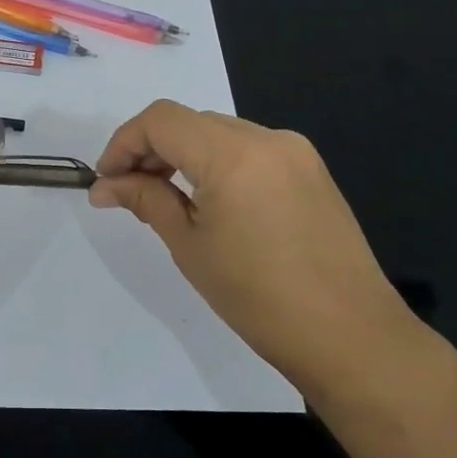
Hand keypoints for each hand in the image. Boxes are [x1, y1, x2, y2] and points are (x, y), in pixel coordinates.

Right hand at [89, 100, 421, 397]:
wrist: (351, 337)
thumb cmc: (258, 297)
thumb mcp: (190, 246)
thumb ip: (146, 200)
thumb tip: (105, 186)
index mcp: (232, 154)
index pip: (161, 120)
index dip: (124, 143)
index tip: (107, 180)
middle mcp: (266, 137)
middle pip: (190, 122)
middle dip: (153, 149)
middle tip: (130, 192)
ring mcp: (295, 151)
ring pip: (220, 132)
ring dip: (185, 155)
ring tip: (168, 199)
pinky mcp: (312, 169)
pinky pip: (250, 149)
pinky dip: (219, 162)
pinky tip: (213, 201)